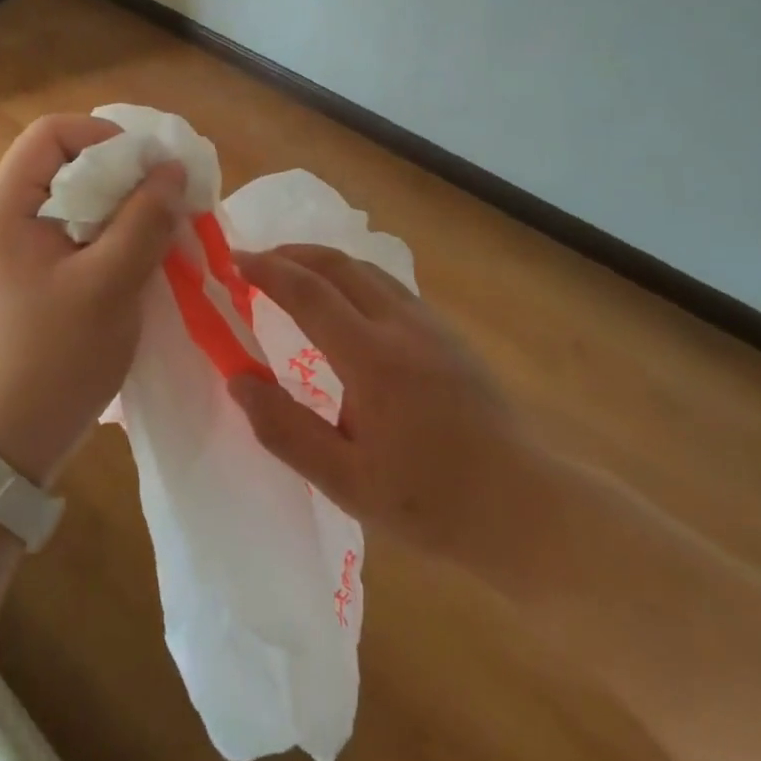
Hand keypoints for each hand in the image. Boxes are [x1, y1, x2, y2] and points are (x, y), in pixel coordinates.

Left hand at [0, 114, 184, 486]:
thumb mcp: (108, 285)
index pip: (51, 134)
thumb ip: (143, 221)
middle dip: (122, 172)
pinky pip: (81, 230)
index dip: (103, 136)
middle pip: (68, 162)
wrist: (13, 438)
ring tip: (163, 226)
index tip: (149, 167)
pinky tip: (145, 254)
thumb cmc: (55, 358)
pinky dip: (116, 232)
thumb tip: (173, 169)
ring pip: (80, 198)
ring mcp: (23, 247)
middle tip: (166, 198)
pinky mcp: (40, 272)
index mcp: (7, 208)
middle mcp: (8, 217)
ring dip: (124, 205)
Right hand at [227, 244, 539, 565]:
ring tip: (292, 273)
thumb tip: (238, 382)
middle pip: (339, 264)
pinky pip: (389, 285)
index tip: (234, 261)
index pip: (308, 292)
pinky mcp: (448, 333)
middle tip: (256, 262)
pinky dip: (352, 276)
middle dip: (292, 253)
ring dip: (323, 261)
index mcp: (372, 358)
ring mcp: (430, 324)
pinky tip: (345, 302)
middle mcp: (401, 325)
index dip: (267, 271)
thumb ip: (286, 430)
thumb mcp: (347, 481)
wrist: (525, 506)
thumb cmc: (431, 501)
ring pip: (367, 269)